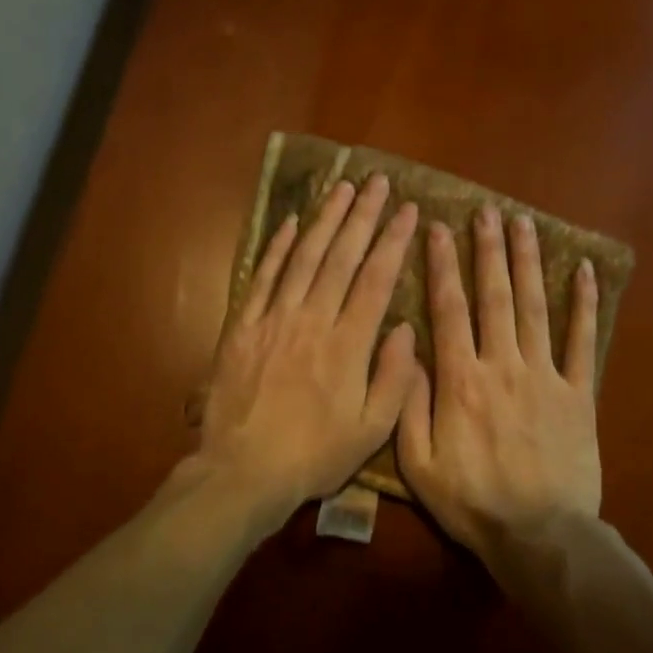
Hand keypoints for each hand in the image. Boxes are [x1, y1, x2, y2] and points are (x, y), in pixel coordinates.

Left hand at [196, 174, 420, 515]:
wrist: (244, 470)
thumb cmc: (314, 455)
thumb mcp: (371, 429)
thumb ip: (393, 377)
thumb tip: (404, 327)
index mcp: (348, 344)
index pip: (375, 279)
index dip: (393, 241)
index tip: (408, 210)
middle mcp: (312, 320)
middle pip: (341, 257)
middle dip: (362, 216)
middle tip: (378, 182)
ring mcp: (274, 319)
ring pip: (303, 258)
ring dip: (324, 220)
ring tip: (341, 188)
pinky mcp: (243, 326)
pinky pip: (263, 277)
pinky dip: (277, 247)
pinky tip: (290, 222)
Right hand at [398, 205, 601, 572]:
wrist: (539, 535)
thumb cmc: (472, 501)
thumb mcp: (418, 463)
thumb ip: (408, 404)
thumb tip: (405, 350)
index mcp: (460, 380)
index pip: (448, 309)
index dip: (442, 265)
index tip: (439, 228)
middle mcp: (502, 365)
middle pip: (495, 296)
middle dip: (488, 250)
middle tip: (486, 211)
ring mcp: (546, 376)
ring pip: (536, 307)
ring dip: (529, 263)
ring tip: (525, 224)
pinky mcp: (579, 394)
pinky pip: (582, 342)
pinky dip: (585, 305)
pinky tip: (585, 271)